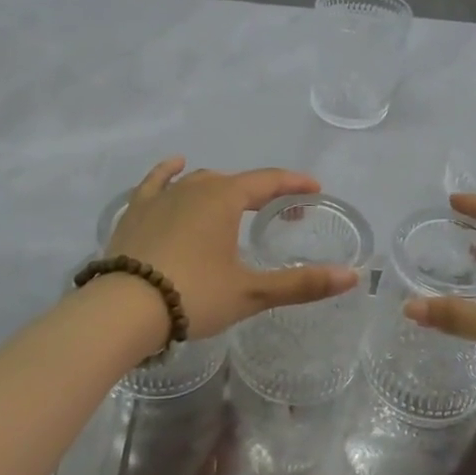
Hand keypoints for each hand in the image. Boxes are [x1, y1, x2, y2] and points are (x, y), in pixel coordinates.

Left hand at [105, 159, 358, 338]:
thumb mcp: (251, 292)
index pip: (268, 181)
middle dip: (260, 193)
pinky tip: (175, 165)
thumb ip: (301, 283)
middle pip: (235, 181)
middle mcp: (195, 187)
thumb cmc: (193, 295)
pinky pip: (156, 182)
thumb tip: (351, 276)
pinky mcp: (135, 211)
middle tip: (278, 213)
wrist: (123, 309)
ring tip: (234, 204)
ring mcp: (161, 197)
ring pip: (199, 181)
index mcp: (225, 198)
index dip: (294, 183)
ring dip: (222, 188)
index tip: (314, 189)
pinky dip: (168, 172)